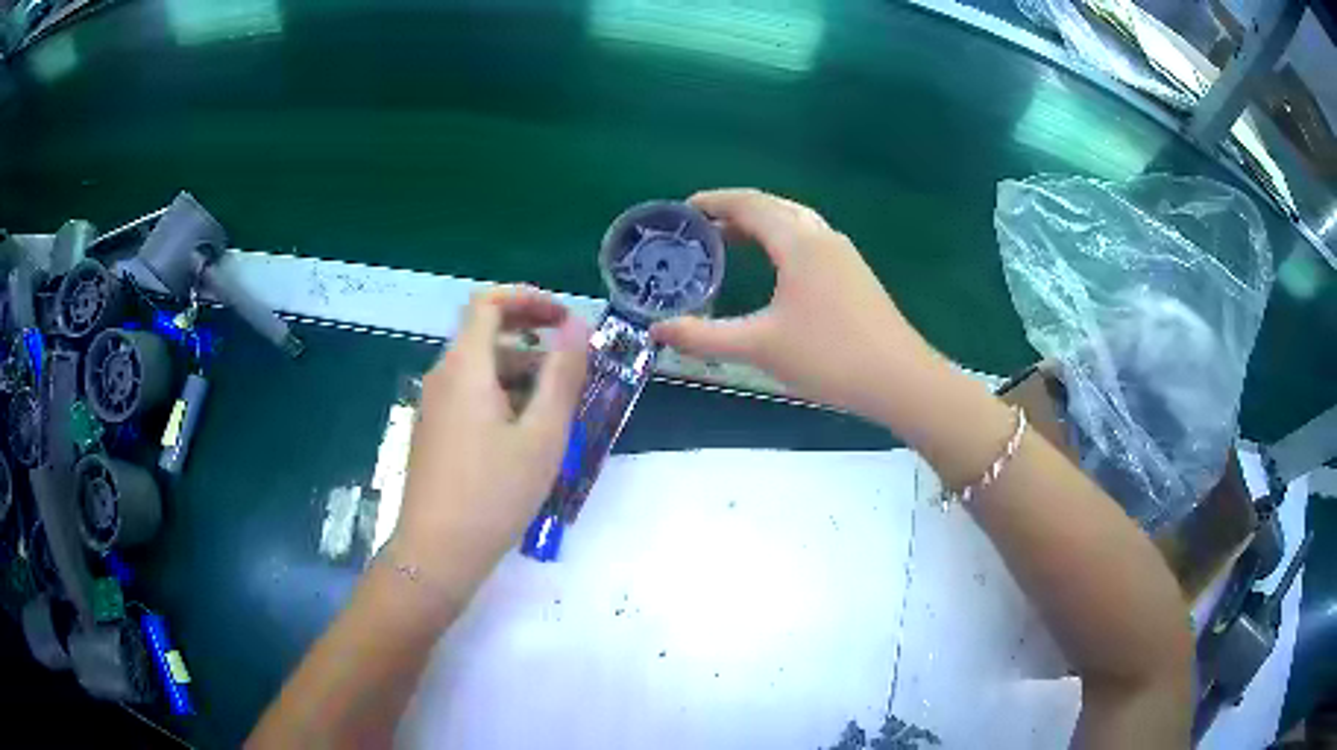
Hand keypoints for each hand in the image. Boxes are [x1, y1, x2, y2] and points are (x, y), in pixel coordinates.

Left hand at [390, 286, 588, 598]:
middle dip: (531, 336)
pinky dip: (501, 395)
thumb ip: (563, 374)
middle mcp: (442, 377)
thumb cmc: (494, 492)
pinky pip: (469, 395)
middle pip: (484, 334)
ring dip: (520, 372)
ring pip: (479, 369)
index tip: (565, 319)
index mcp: (465, 366)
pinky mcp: (433, 432)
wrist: (437, 552)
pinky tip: (527, 433)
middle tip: (572, 357)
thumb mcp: (542, 434)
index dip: (528, 299)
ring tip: (559, 404)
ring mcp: (433, 406)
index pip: (488, 302)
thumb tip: (578, 324)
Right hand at [651, 188, 937, 420]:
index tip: (684, 209)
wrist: (899, 379)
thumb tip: (657, 330)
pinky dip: (781, 242)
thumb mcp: (758, 347)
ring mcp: (844, 254)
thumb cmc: (828, 356)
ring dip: (761, 225)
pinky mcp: (855, 274)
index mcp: (798, 242)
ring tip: (731, 244)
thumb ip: (703, 336)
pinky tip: (774, 270)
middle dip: (735, 212)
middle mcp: (822, 237)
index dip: (714, 201)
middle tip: (701, 230)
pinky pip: (809, 241)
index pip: (750, 204)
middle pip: (773, 207)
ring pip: (795, 223)